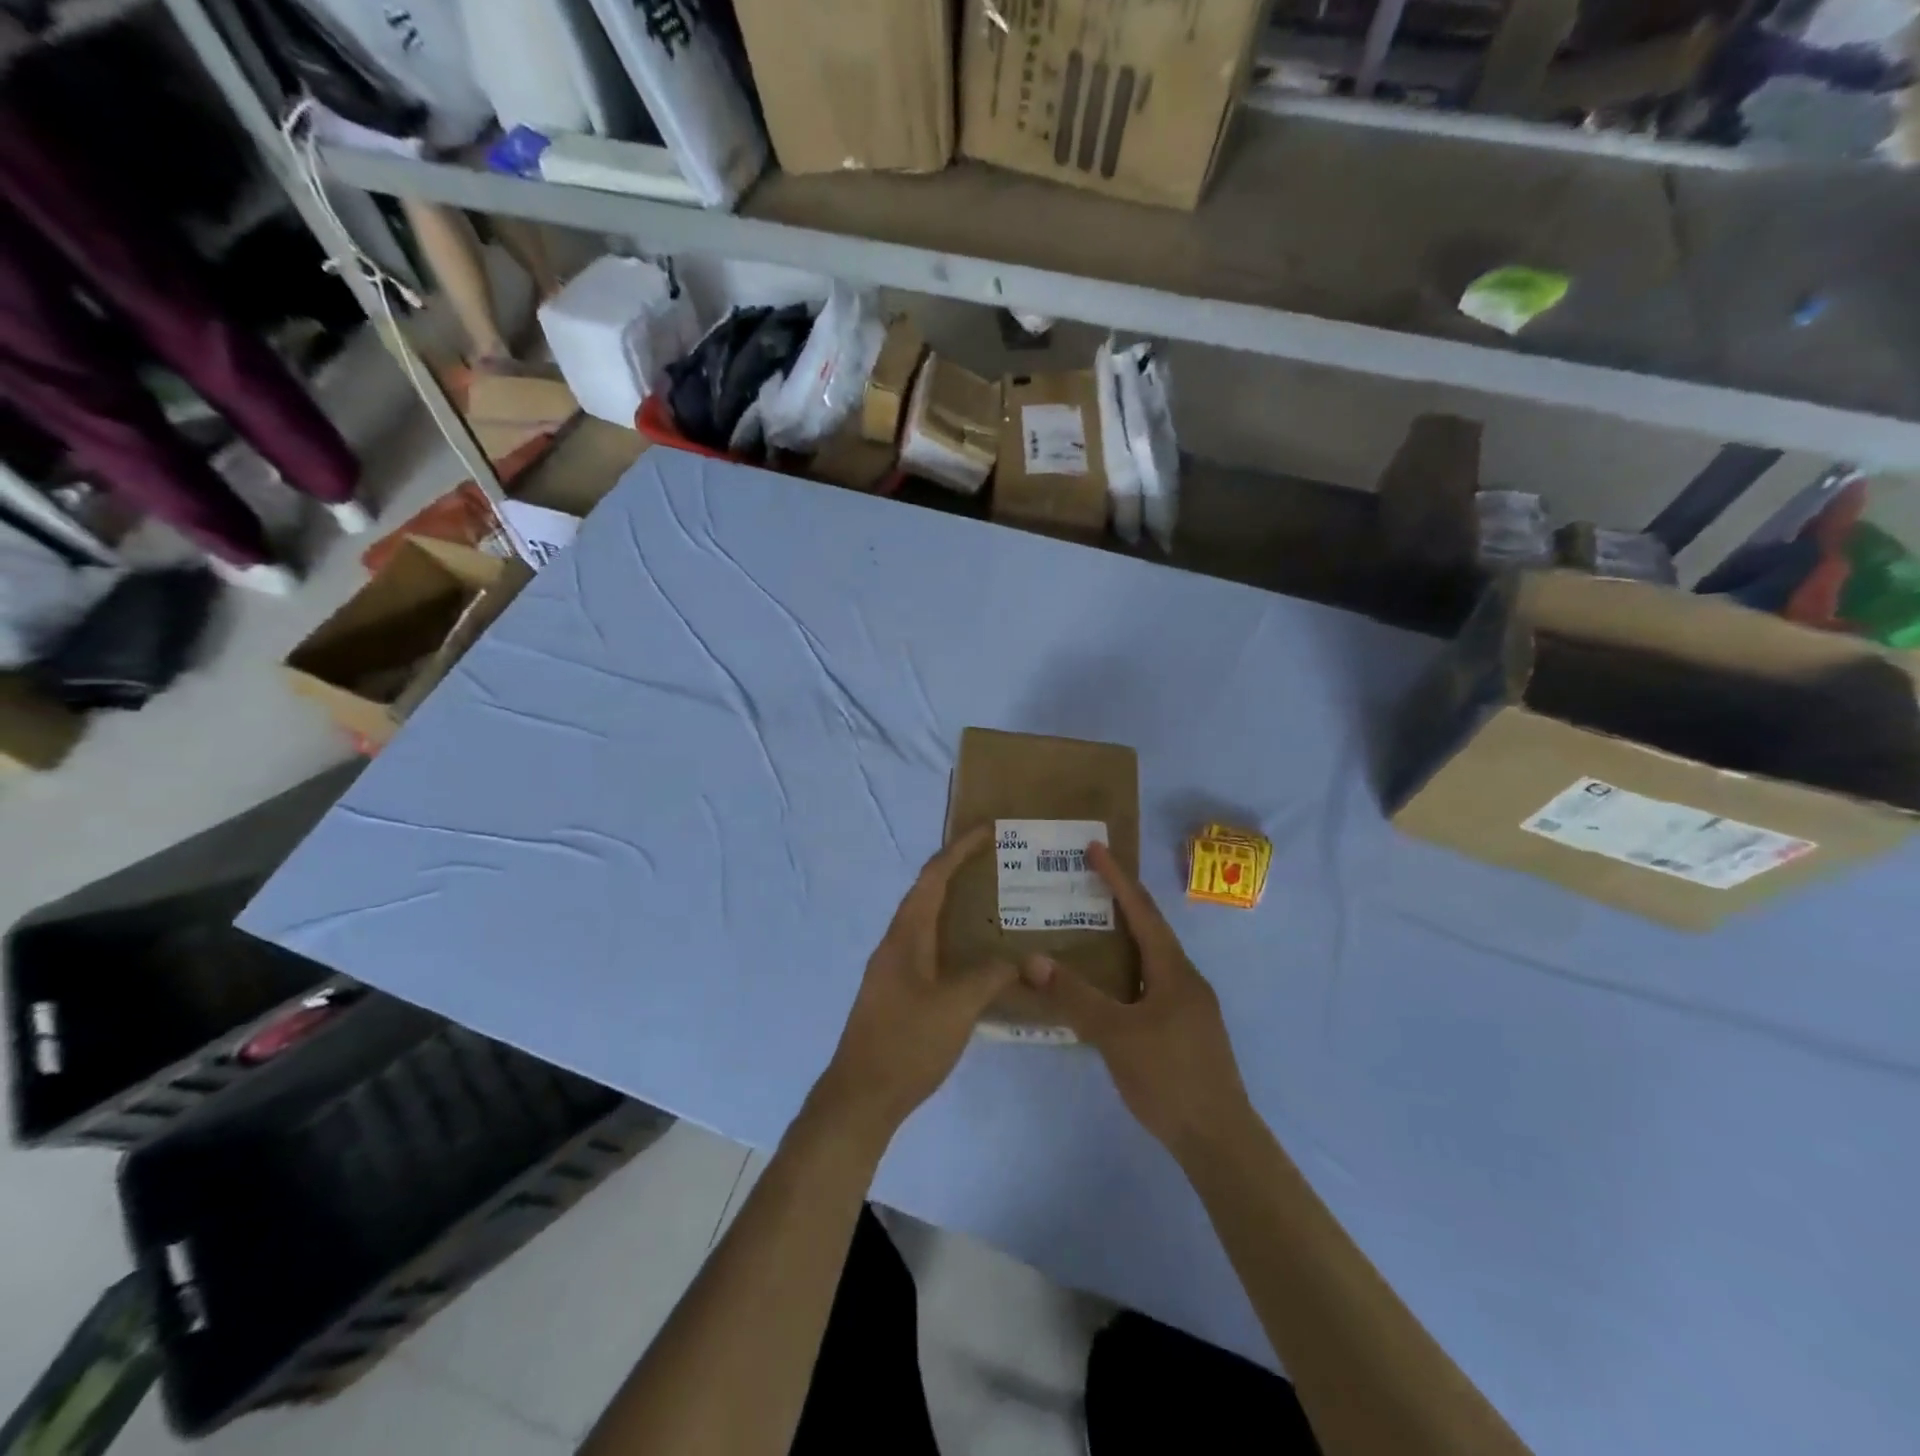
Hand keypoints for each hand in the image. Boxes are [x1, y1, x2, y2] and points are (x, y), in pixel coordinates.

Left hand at [814, 826, 1015, 1140]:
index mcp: (905, 935)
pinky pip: (928, 946)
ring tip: (991, 900)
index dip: (958, 850)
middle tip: (995, 861)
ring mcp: (893, 968)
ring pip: (926, 921)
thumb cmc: (907, 1043)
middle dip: (957, 870)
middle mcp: (895, 943)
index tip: (987, 830)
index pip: (933, 877)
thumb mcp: (957, 1007)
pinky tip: (975, 955)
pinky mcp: (897, 991)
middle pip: (927, 892)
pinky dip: (952, 936)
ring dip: (954, 903)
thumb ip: (990, 977)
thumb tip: (1019, 960)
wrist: (861, 1096)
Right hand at [1023, 842, 1251, 1160]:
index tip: (1096, 847)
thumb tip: (1031, 960)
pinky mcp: (1187, 1030)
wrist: (1219, 1139)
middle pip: (1151, 929)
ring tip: (1093, 928)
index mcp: (1173, 970)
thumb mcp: (1115, 1034)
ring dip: (1125, 938)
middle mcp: (1186, 979)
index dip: (1117, 878)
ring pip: (1152, 959)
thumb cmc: (1169, 1077)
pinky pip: (1153, 983)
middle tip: (1089, 882)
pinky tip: (1110, 988)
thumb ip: (1074, 996)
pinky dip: (1128, 970)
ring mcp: (1190, 1006)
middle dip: (1121, 902)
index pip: (1141, 911)